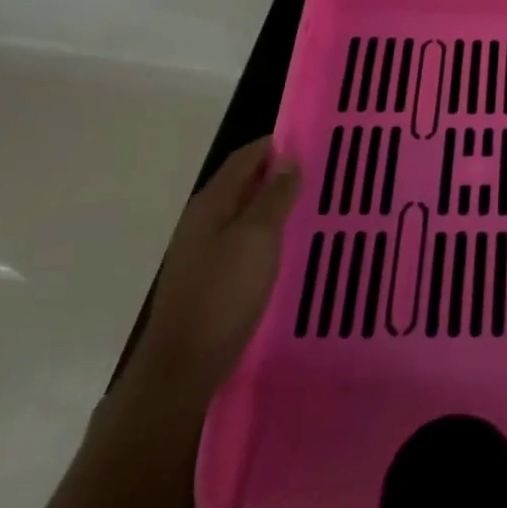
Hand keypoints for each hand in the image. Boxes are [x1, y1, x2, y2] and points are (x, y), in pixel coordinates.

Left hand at [128, 137, 300, 408]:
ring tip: (313, 204)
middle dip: (279, 174)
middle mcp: (203, 219)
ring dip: (275, 204)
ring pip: (245, 213)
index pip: (246, 157)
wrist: (183, 366)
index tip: (315, 140)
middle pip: (244, 183)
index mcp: (211, 202)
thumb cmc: (223, 293)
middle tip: (322, 171)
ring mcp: (204, 250)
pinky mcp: (211, 277)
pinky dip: (268, 233)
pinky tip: (290, 244)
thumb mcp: (257, 237)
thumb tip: (288, 158)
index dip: (277, 144)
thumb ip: (274, 195)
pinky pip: (245, 240)